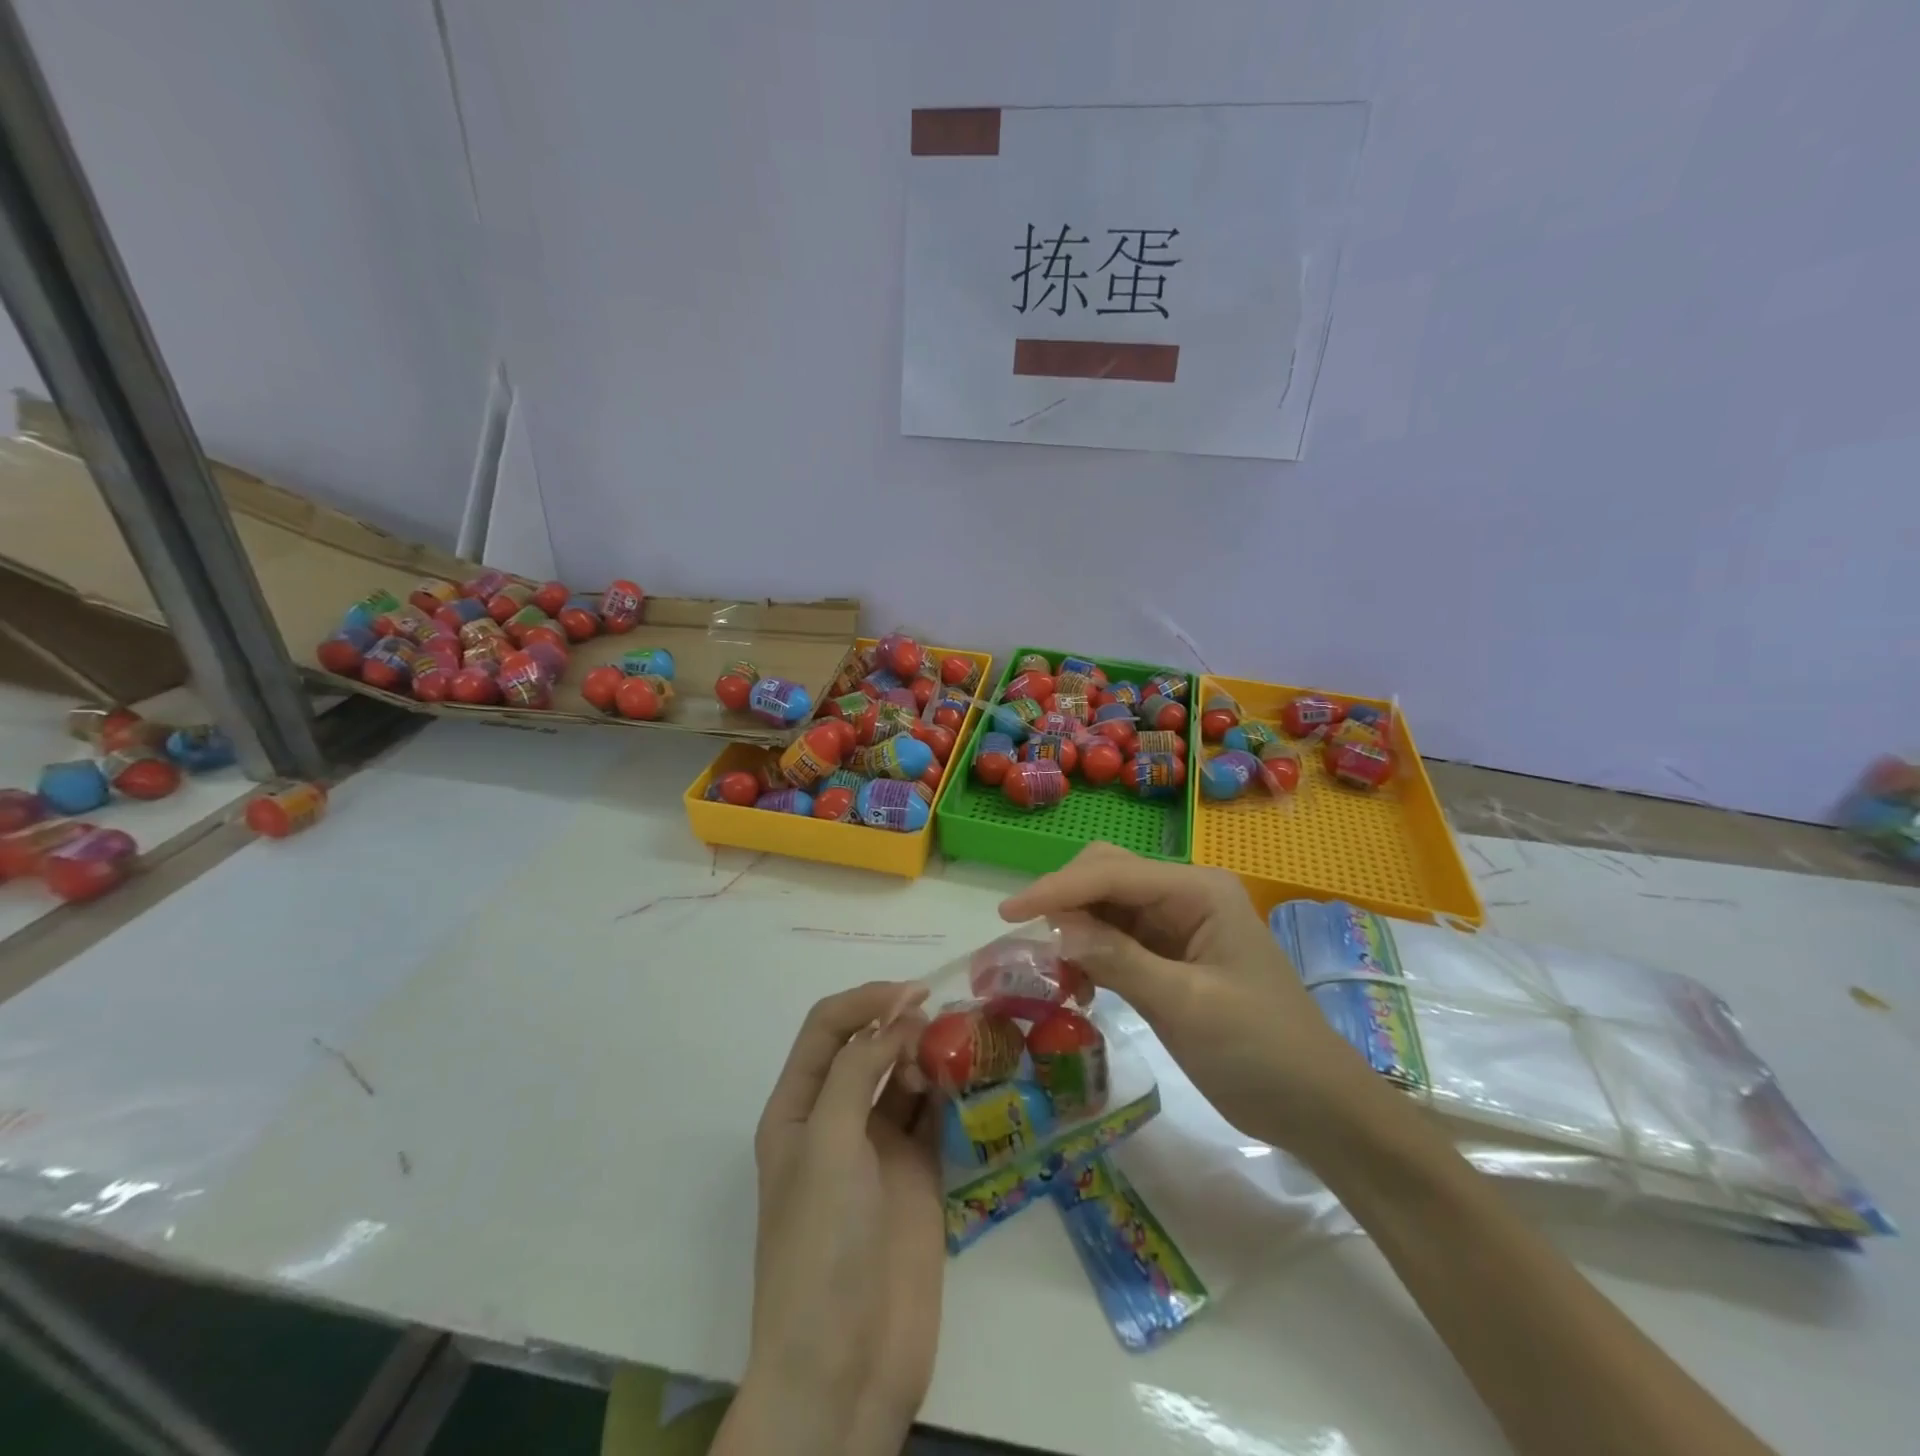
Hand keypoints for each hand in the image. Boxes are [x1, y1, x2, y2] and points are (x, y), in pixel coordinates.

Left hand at [722, 982, 944, 1455]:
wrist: (845, 1364)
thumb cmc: (821, 1243)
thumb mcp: (827, 1144)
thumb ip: (858, 1072)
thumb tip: (897, 1020)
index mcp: (798, 1108)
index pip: (827, 1029)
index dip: (866, 1001)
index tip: (913, 992)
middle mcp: (836, 1119)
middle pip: (867, 1047)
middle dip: (900, 1022)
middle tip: (945, 1018)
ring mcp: (878, 1148)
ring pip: (904, 1077)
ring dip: (928, 1053)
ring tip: (962, 1041)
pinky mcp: (916, 1174)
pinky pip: (933, 1115)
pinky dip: (949, 1090)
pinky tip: (970, 1077)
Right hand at [1000, 843, 1380, 1155]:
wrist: (1317, 1108)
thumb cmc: (1262, 1052)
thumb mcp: (1189, 1006)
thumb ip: (1120, 961)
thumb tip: (1054, 931)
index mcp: (1197, 890)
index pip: (1112, 874)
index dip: (1057, 889)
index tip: (1007, 914)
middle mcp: (1184, 895)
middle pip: (1106, 875)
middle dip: (1064, 900)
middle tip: (1029, 943)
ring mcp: (1176, 926)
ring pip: (1105, 906)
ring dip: (1072, 929)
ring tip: (1052, 972)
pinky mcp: (1168, 957)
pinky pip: (1114, 939)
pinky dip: (1088, 954)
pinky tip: (1079, 985)